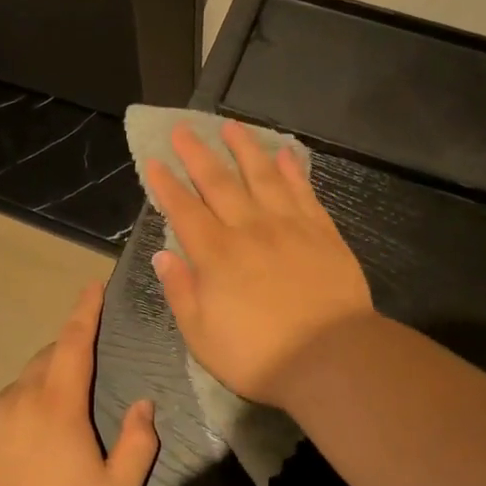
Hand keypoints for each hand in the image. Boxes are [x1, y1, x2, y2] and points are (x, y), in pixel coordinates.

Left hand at [0, 282, 158, 485]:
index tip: (92, 286)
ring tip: (55, 424)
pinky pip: (2, 408)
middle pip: (47, 359)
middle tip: (85, 373)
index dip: (85, 311)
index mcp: (59, 405)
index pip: (75, 342)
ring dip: (43, 387)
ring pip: (23, 385)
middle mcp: (21, 398)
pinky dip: (19, 411)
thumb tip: (144, 405)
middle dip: (68, 353)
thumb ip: (137, 444)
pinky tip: (25, 446)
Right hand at [147, 121, 374, 407]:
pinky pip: (303, 191)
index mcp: (215, 254)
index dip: (166, 185)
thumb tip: (163, 255)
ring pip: (262, 176)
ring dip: (244, 149)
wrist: (331, 359)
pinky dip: (293, 170)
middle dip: (197, 154)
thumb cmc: (258, 355)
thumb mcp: (201, 335)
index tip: (154, 161)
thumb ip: (181, 291)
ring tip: (231, 126)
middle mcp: (249, 229)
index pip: (184, 210)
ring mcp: (289, 226)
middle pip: (219, 182)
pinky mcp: (322, 232)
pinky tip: (285, 154)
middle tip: (183, 129)